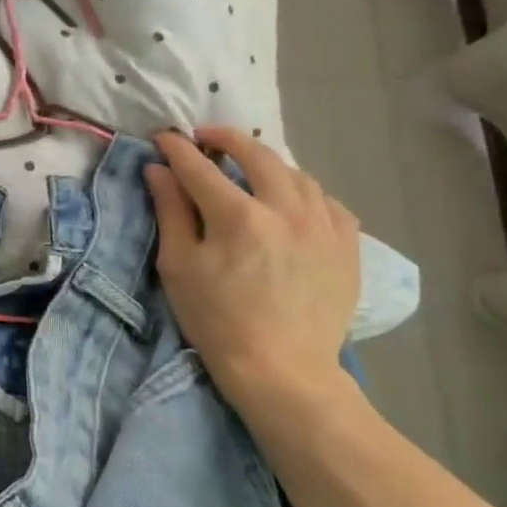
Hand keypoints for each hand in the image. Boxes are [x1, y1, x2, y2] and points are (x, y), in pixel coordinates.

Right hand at [143, 126, 361, 406]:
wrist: (282, 369)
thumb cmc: (217, 320)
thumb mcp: (179, 266)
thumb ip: (170, 211)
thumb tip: (159, 170)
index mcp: (238, 216)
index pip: (200, 167)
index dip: (177, 148)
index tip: (163, 138)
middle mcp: (286, 209)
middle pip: (256, 155)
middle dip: (227, 139)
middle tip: (206, 137)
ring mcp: (323, 224)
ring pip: (297, 173)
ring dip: (268, 163)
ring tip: (249, 169)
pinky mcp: (347, 244)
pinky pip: (327, 201)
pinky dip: (304, 191)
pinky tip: (291, 202)